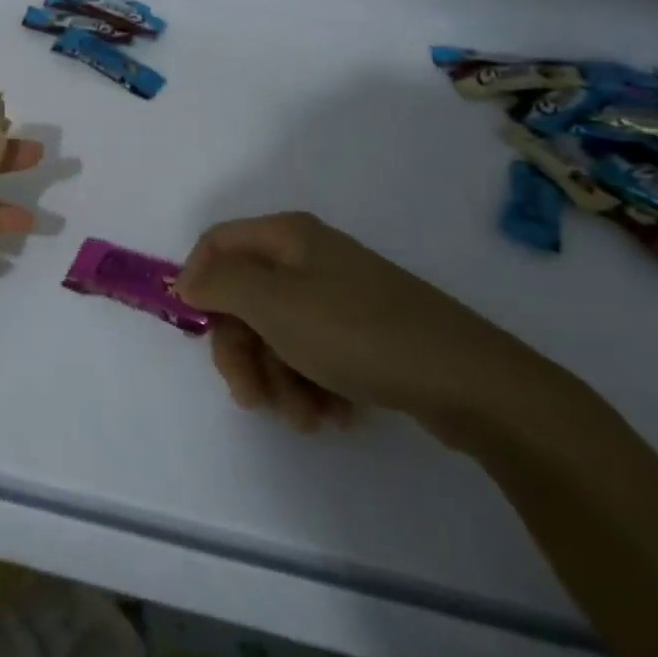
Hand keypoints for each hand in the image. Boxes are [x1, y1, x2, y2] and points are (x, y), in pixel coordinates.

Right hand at [176, 212, 558, 441]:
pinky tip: (332, 415)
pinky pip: (314, 355)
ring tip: (306, 418)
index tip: (198, 328)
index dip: (198, 282)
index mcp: (287, 238)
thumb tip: (187, 278)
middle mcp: (309, 260)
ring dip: (279, 381)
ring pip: (277, 335)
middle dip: (242, 353)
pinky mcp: (363, 335)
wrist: (469, 382)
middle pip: (244, 299)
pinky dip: (312, 386)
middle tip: (252, 397)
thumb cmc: (356, 333)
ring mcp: (339, 298)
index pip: (216, 244)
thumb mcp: (273, 304)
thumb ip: (219, 284)